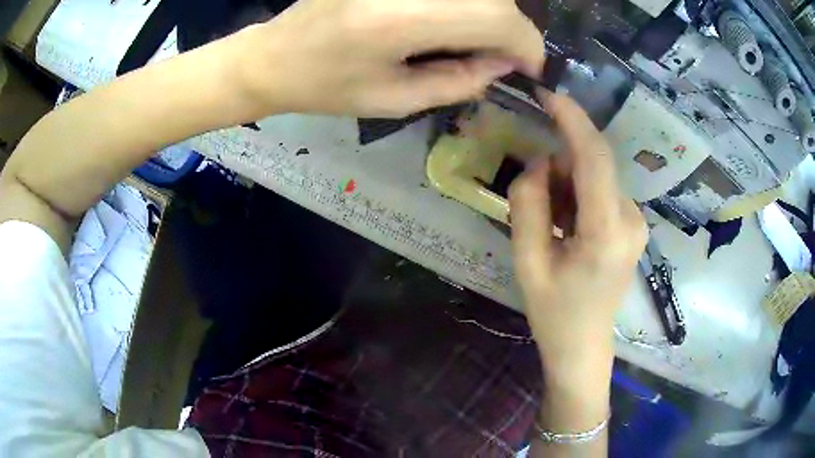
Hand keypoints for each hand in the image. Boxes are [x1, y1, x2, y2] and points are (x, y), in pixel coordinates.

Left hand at [233, 0, 544, 117]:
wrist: (273, 56)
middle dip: (509, 29)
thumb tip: (504, 65)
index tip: (530, 67)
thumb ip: (458, 83)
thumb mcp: (393, 101)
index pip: (495, 15)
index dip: (526, 42)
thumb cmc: (325, 87)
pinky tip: (446, 25)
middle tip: (500, 57)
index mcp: (397, 20)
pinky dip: (462, 6)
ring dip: (486, 14)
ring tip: (472, 43)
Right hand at [509, 93, 646, 369]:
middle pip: (595, 164)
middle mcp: (631, 220)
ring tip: (552, 227)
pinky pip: (602, 191)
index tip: (549, 92)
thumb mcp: (527, 261)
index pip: (595, 158)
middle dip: (562, 165)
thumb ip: (529, 204)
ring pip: (597, 177)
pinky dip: (579, 196)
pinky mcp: (633, 225)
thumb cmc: (554, 312)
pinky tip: (568, 228)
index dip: (573, 120)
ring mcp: (636, 222)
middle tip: (536, 198)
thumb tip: (541, 162)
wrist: (583, 346)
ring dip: (569, 185)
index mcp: (607, 233)